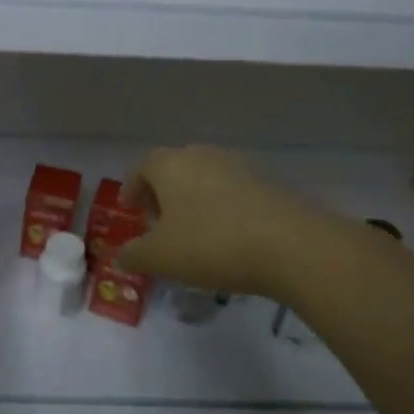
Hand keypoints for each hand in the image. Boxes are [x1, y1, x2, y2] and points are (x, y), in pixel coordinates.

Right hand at [116, 146, 303, 297]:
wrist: (292, 246)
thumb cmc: (211, 244)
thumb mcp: (159, 258)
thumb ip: (133, 255)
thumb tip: (121, 256)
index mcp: (170, 165)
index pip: (141, 167)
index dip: (132, 188)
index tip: (130, 211)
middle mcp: (203, 155)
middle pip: (174, 169)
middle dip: (163, 195)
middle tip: (159, 226)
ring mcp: (240, 166)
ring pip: (206, 179)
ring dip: (194, 202)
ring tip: (194, 235)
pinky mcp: (270, 184)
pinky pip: (234, 193)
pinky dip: (223, 210)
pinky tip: (228, 239)